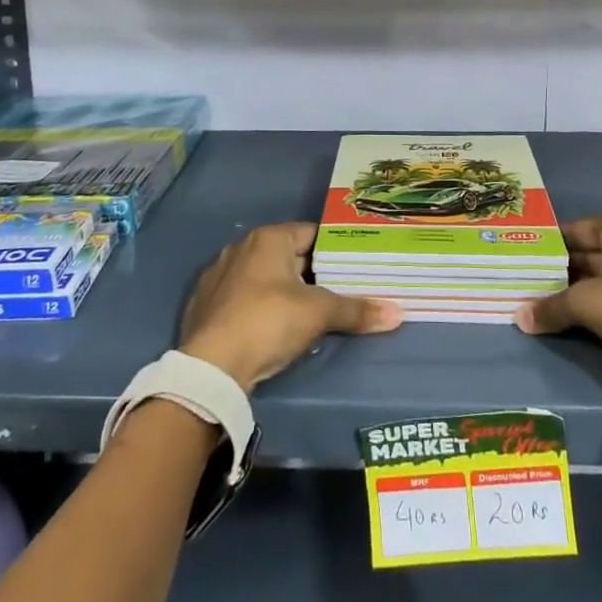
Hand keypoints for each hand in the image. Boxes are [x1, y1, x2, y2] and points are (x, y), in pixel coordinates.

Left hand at [179, 222, 401, 392]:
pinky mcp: (203, 306)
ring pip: (262, 278)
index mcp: (268, 238)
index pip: (311, 233)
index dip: (334, 249)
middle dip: (311, 273)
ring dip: (283, 291)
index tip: (355, 265)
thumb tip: (398, 314)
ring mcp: (217, 277)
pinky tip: (272, 328)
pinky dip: (258, 308)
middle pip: (287, 256)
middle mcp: (240, 249)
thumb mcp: (318, 314)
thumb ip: (356, 310)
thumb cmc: (268, 321)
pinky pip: (241, 299)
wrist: (210, 368)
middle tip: (340, 290)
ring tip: (309, 312)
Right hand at [515, 215, 601, 432]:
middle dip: (565, 270)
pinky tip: (580, 323)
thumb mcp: (588, 304)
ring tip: (548, 304)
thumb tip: (519, 317)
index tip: (528, 255)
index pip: (582, 228)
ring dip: (584, 292)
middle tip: (530, 283)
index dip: (554, 241)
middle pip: (597, 254)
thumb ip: (552, 307)